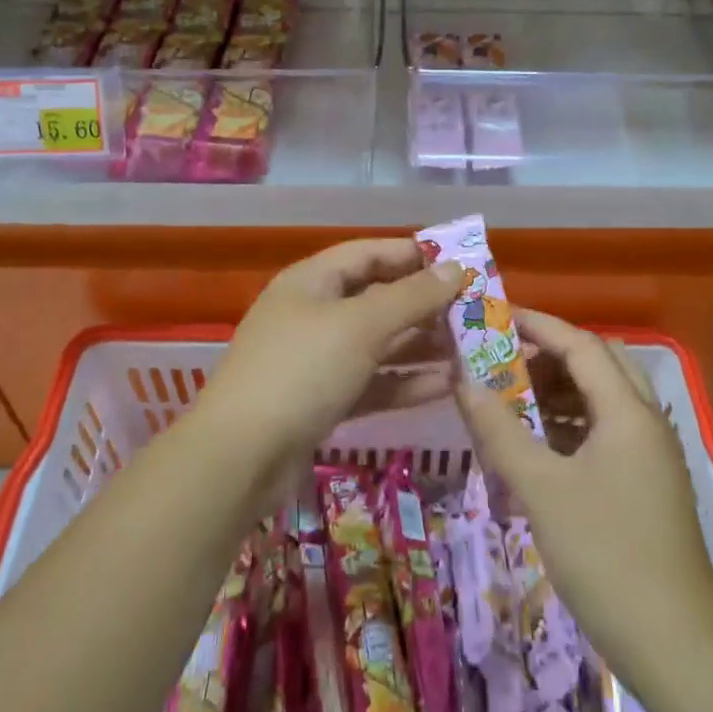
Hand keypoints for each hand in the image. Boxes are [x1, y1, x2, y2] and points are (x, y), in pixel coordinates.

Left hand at [195, 238, 464, 506]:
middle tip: (473, 313)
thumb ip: (411, 297)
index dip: (413, 255)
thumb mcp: (361, 326)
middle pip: (377, 298)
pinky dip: (404, 381)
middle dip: (424, 304)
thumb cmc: (302, 371)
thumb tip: (454, 268)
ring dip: (420, 345)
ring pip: (378, 343)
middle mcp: (314, 313)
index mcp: (312, 280)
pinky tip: (446, 386)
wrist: (239, 458)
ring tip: (469, 349)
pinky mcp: (322, 400)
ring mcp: (317, 359)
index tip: (459, 264)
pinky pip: (371, 381)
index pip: (369, 253)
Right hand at [457, 311, 712, 682]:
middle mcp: (646, 421)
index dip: (537, 325)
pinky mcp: (648, 485)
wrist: (678, 649)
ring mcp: (651, 455)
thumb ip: (500, 430)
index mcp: (627, 411)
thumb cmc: (606, 556)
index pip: (580, 344)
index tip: (494, 316)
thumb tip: (463, 381)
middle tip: (505, 358)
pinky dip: (572, 424)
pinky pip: (607, 432)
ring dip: (561, 390)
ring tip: (512, 397)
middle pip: (599, 363)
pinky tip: (539, 444)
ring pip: (604, 399)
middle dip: (551, 353)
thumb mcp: (542, 489)